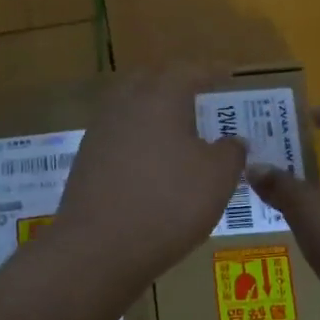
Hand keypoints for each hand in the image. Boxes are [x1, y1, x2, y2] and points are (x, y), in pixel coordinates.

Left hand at [55, 68, 248, 284]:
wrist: (98, 248)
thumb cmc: (168, 203)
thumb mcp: (217, 179)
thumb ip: (231, 153)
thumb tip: (233, 141)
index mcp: (160, 97)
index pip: (190, 71)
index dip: (212, 71)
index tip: (229, 73)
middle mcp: (125, 105)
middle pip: (152, 81)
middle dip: (176, 85)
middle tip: (200, 98)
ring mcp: (100, 132)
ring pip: (131, 109)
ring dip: (155, 114)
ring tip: (178, 133)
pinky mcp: (86, 162)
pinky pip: (119, 137)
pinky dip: (139, 141)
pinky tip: (152, 163)